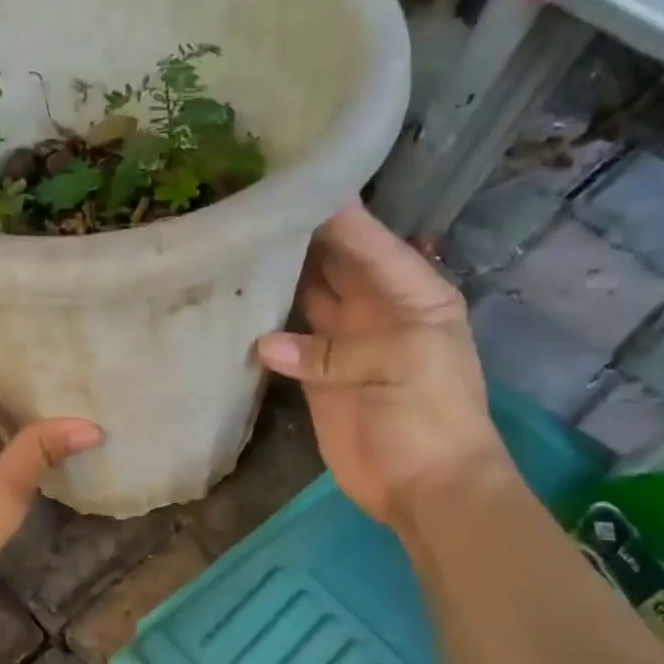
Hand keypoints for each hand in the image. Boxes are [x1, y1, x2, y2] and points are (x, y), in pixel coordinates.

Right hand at [254, 205, 506, 526]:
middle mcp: (374, 307)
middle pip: (331, 261)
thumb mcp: (403, 365)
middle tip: (245, 203)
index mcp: (411, 293)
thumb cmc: (432, 417)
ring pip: (304, 295)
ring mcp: (341, 342)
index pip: (368, 240)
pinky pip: (285, 339)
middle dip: (297, 234)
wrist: (426, 489)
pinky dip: (262, 324)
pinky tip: (232, 300)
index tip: (289, 174)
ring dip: (275, 274)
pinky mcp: (314, 375)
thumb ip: (335, 349)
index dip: (334, 210)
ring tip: (231, 242)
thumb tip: (263, 343)